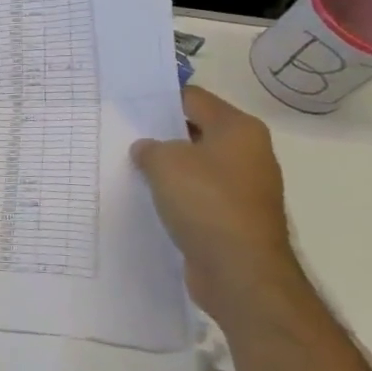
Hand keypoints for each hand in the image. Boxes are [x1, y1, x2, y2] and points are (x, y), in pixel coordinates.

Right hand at [130, 86, 307, 326]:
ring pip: (196, 165)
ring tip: (131, 168)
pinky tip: (150, 200)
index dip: (159, 98)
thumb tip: (148, 150)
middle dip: (162, 134)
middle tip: (123, 135)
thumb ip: (150, 147)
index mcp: (238, 129)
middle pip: (196, 131)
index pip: (193, 98)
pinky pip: (199, 195)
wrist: (241, 272)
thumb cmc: (206, 203)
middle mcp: (248, 153)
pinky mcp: (234, 218)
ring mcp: (244, 188)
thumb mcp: (164, 162)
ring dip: (168, 168)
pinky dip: (177, 195)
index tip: (128, 105)